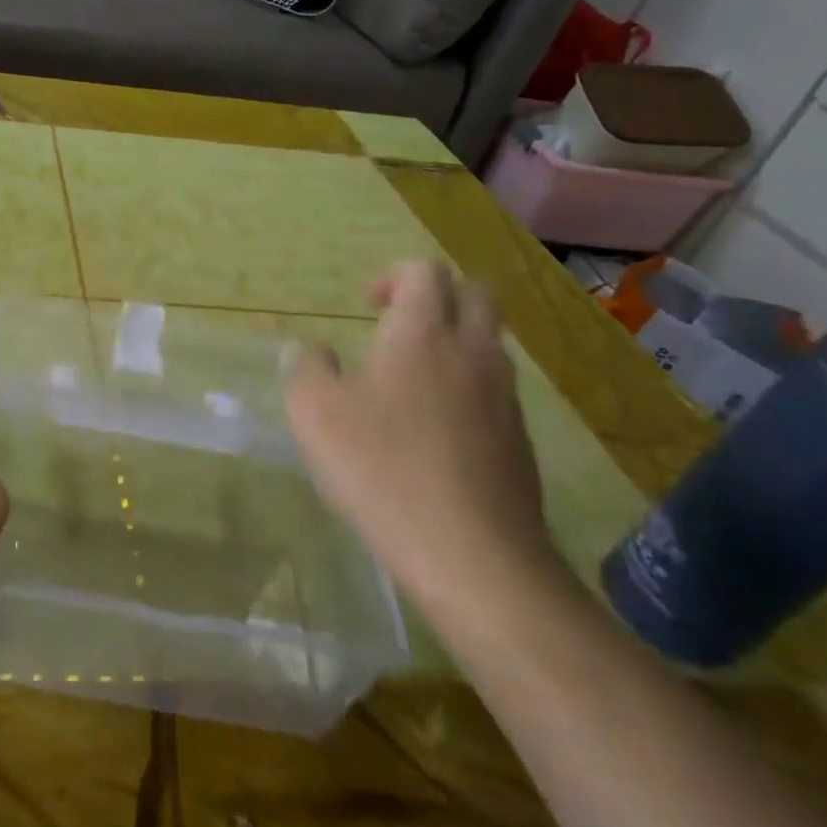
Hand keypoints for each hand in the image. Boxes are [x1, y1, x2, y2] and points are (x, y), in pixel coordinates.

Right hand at [284, 259, 565, 626]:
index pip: (425, 271)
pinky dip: (465, 386)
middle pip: (473, 294)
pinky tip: (431, 429)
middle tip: (394, 324)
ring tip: (407, 379)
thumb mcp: (314, 412)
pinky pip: (494, 388)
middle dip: (435, 296)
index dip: (394, 276)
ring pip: (488, 342)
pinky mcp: (519, 439)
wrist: (473, 556)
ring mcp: (504, 396)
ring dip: (453, 341)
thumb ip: (307, 368)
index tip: (366, 306)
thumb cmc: (381, 468)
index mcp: (423, 332)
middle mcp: (473, 351)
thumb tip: (313, 350)